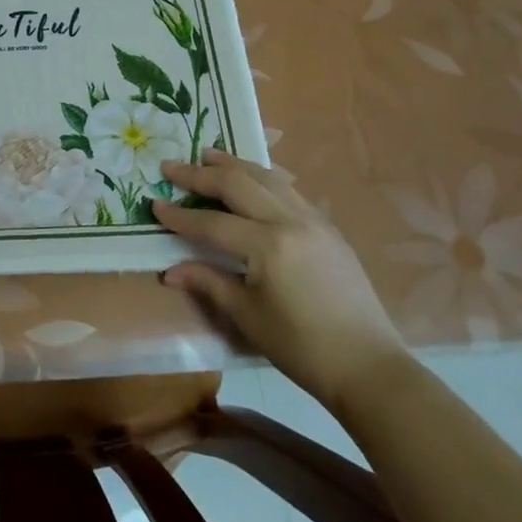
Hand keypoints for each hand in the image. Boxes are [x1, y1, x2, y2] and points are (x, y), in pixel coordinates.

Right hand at [154, 150, 406, 415]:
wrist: (368, 366)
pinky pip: (289, 189)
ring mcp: (313, 220)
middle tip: (172, 166)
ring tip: (208, 155)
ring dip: (234, 165)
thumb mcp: (247, 316)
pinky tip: (252, 177)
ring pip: (266, 177)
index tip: (154, 204)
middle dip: (201, 175)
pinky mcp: (328, 227)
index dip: (179, 216)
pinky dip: (263, 177)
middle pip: (237, 184)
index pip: (212, 223)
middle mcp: (289, 222)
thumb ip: (208, 283)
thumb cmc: (301, 347)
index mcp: (267, 246)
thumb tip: (169, 271)